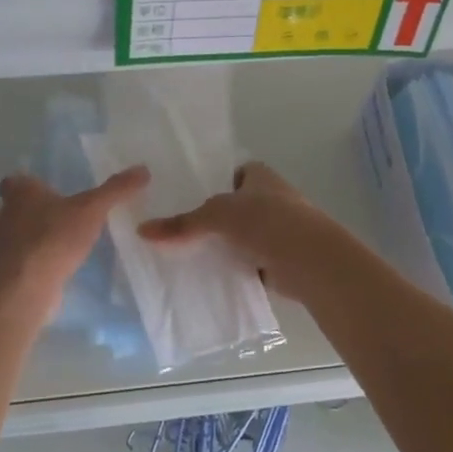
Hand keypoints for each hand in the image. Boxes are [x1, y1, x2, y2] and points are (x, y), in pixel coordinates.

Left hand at [0, 166, 149, 312]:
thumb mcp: (92, 208)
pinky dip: (42, 258)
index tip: (46, 188)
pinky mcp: (12, 270)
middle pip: (18, 207)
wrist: (27, 286)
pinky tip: (62, 264)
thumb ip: (116, 189)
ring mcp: (6, 245)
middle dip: (39, 209)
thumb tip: (143, 169)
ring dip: (41, 234)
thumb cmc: (54, 236)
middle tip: (66, 211)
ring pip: (22, 233)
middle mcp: (7, 215)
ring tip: (69, 238)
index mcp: (20, 192)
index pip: (14, 181)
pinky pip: (28, 258)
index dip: (27, 184)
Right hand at [138, 162, 338, 299]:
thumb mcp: (216, 216)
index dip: (213, 183)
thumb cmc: (266, 221)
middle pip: (237, 207)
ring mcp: (280, 230)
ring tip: (189, 256)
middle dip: (215, 219)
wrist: (310, 259)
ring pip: (243, 236)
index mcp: (261, 176)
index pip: (233, 173)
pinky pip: (251, 262)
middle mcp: (273, 198)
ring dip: (226, 246)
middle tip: (181, 231)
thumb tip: (142, 231)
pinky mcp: (281, 260)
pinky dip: (236, 269)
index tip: (187, 198)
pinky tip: (212, 278)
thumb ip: (182, 224)